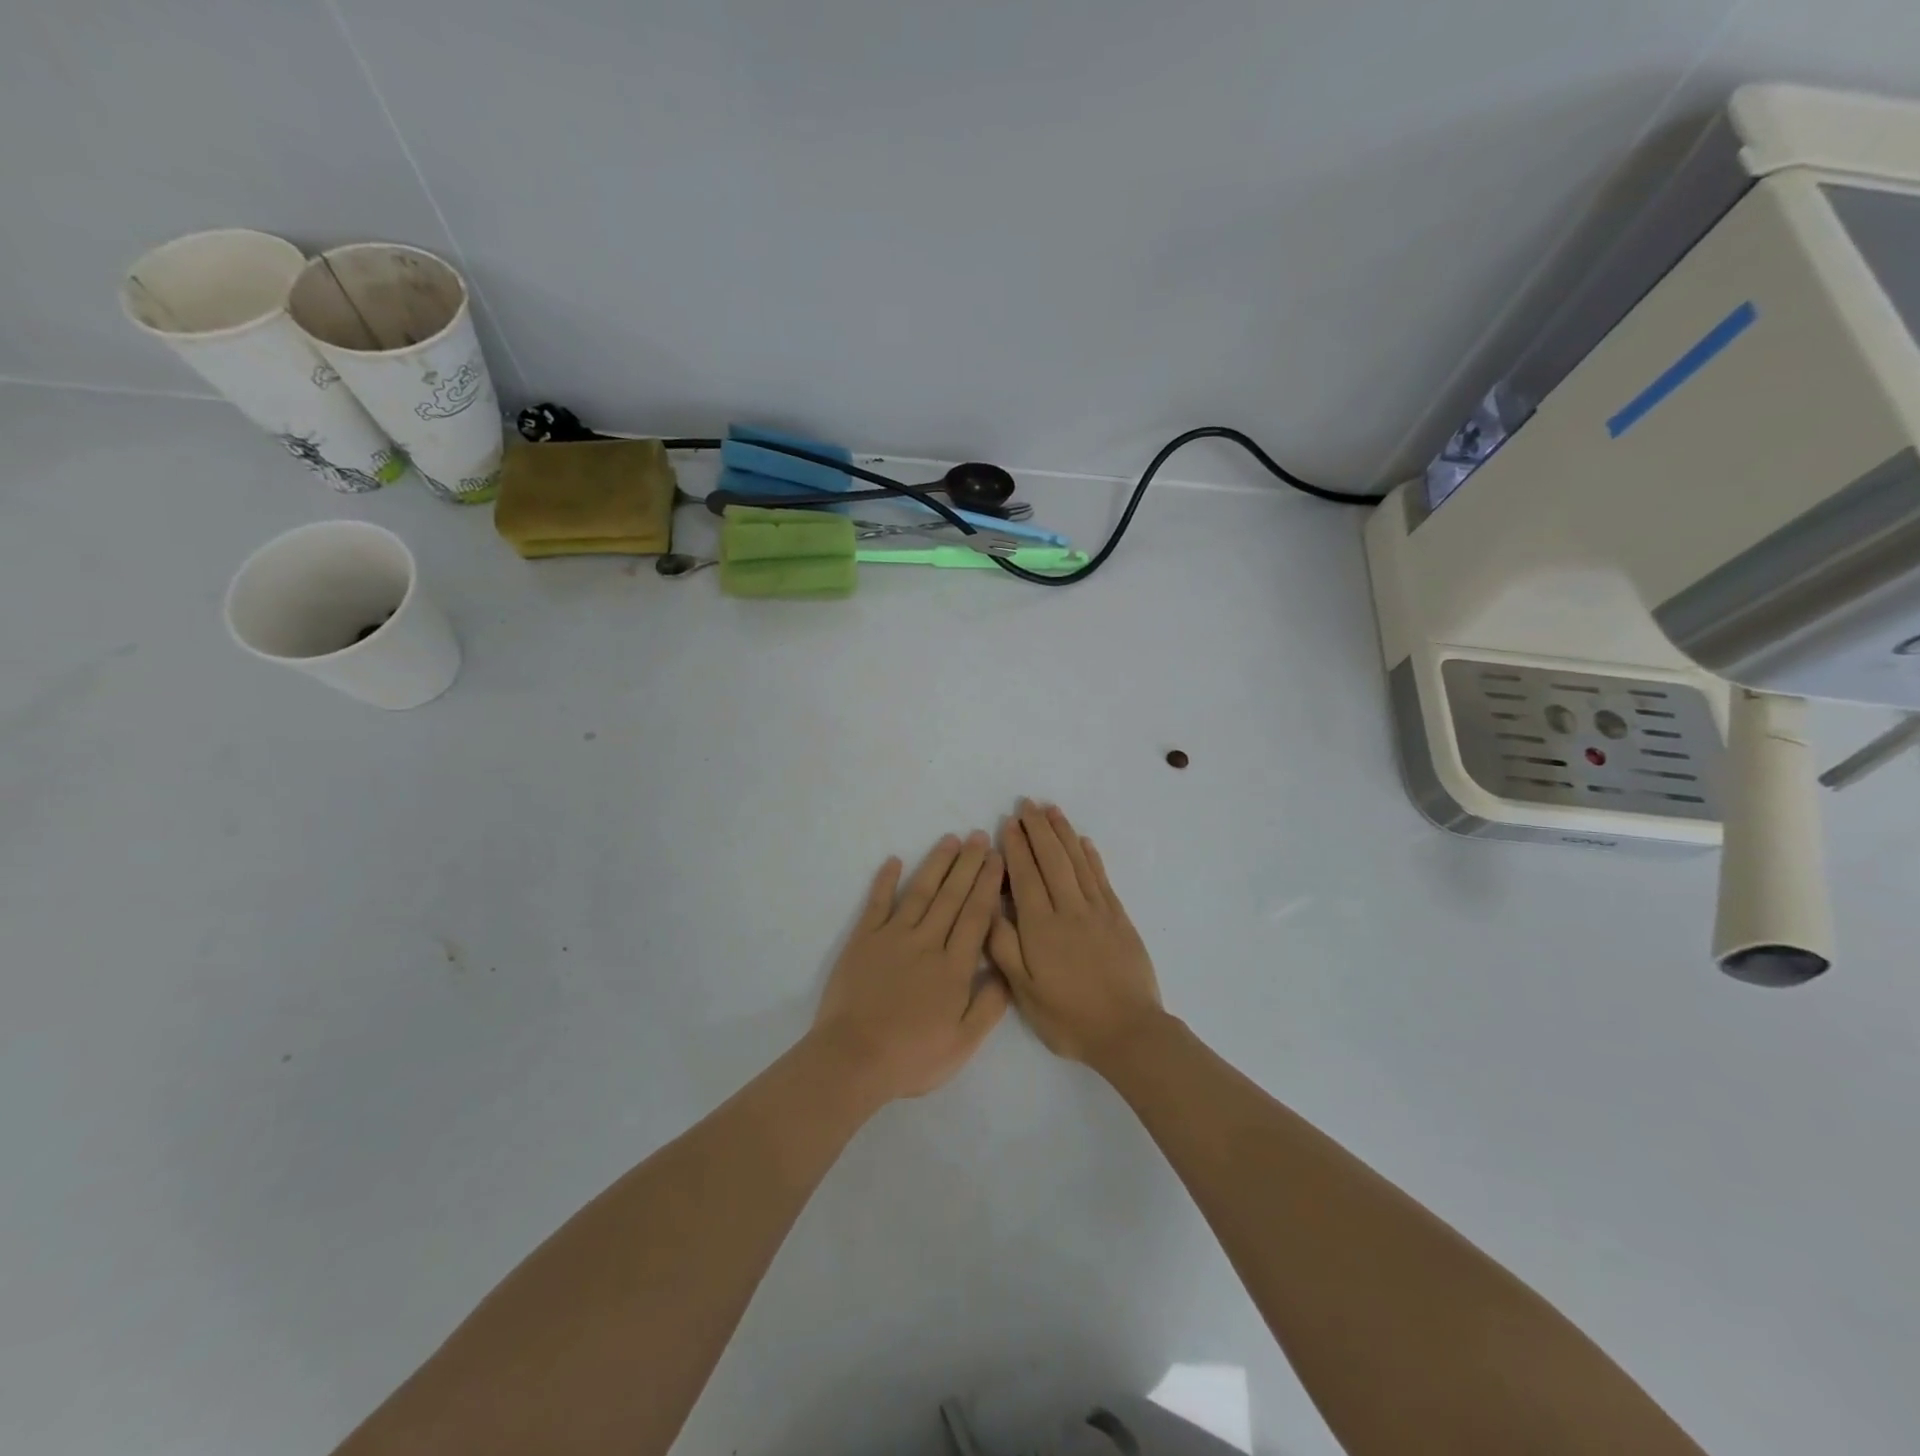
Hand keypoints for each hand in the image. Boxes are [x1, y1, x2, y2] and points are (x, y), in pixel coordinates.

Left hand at [810, 832, 1009, 1101]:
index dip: (988, 885)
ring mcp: (892, 937)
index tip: (997, 858)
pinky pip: (877, 903)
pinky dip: (884, 881)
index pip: (977, 915)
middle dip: (968, 864)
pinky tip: (894, 860)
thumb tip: (1006, 969)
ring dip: (936, 864)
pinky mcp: (863, 940)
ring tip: (950, 840)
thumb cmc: (912, 1056)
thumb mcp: (963, 1043)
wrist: (853, 1058)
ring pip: (920, 892)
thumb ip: (989, 1005)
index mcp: (954, 967)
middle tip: (979, 836)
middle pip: (952, 896)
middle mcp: (927, 942)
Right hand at [989, 801, 1163, 1064]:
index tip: (1008, 823)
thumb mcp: (1024, 991)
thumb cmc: (1068, 1017)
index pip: (1025, 875)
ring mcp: (1097, 911)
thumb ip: (1004, 947)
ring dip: (1064, 833)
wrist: (1128, 1032)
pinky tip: (1084, 842)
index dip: (1016, 847)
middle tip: (1027, 804)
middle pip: (1051, 859)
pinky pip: (1102, 878)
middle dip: (1038, 829)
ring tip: (1052, 810)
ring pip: (1077, 861)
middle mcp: (1068, 909)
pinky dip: (1091, 856)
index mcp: (1040, 926)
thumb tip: (987, 907)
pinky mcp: (1119, 918)